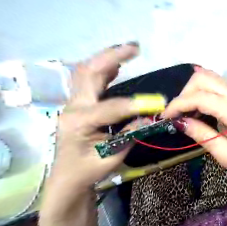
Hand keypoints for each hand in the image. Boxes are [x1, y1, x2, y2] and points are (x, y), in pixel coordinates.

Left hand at [50, 44, 163, 189]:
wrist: (68, 176)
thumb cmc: (90, 169)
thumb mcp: (113, 156)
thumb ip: (132, 134)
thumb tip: (150, 117)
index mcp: (80, 123)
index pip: (111, 108)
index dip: (135, 104)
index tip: (158, 101)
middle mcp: (73, 108)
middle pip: (88, 74)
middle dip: (112, 57)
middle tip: (135, 48)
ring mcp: (74, 104)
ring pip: (86, 72)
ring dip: (107, 58)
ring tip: (128, 51)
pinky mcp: (80, 104)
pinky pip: (89, 80)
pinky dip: (104, 69)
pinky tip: (117, 65)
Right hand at [163, 66, 226, 171]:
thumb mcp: (225, 154)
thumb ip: (202, 136)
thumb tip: (180, 122)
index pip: (200, 98)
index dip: (179, 104)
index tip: (166, 117)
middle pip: (202, 80)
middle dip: (184, 95)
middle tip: (178, 115)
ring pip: (207, 78)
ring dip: (191, 91)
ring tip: (187, 111)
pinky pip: (213, 84)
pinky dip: (200, 91)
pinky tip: (197, 106)